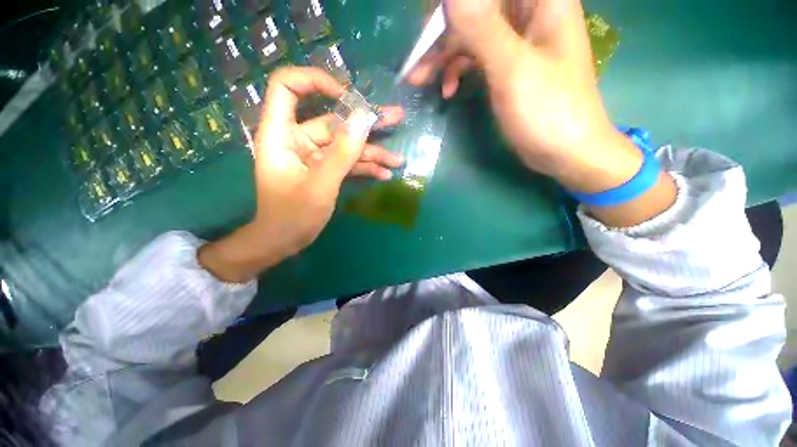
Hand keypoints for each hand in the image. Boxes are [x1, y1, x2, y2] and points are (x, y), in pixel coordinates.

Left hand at [199, 67, 404, 282]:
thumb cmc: (292, 216)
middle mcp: (299, 139)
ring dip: (373, 152)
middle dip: (366, 122)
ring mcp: (315, 155)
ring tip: (399, 160)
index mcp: (282, 133)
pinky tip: (385, 175)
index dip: (316, 81)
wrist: (284, 241)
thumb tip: (364, 118)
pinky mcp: (327, 170)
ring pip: (347, 144)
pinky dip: (366, 168)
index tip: (347, 96)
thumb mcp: (320, 185)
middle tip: (396, 116)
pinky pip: (349, 162)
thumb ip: (342, 152)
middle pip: (333, 119)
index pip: (289, 87)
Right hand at [410, 0, 535, 98]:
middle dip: (441, 32)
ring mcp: (516, 40)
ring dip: (442, 55)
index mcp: (541, 0)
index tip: (428, 26)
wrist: (563, 151)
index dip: (453, 5)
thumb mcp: (513, 68)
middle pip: (475, 8)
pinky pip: (475, 57)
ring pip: (470, 33)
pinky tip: (446, 91)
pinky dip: (457, 70)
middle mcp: (528, 11)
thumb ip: (482, 29)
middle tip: (415, 60)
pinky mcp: (507, 64)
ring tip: (418, 79)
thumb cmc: (547, 110)